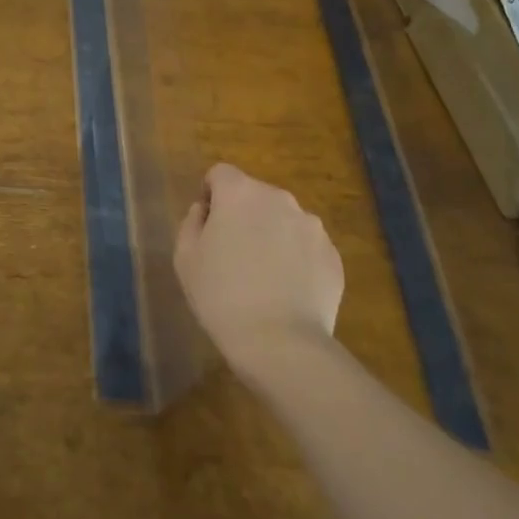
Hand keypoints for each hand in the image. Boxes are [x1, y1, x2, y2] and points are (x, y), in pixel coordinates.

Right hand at [175, 164, 343, 369]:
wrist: (280, 344)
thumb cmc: (222, 296)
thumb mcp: (185, 258)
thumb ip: (192, 223)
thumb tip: (205, 211)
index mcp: (239, 192)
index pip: (220, 174)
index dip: (211, 195)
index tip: (208, 226)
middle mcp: (279, 199)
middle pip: (254, 195)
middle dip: (244, 216)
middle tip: (233, 254)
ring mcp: (312, 226)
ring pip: (283, 220)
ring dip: (272, 235)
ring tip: (264, 277)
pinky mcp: (333, 256)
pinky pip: (306, 247)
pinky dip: (296, 260)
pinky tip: (287, 292)